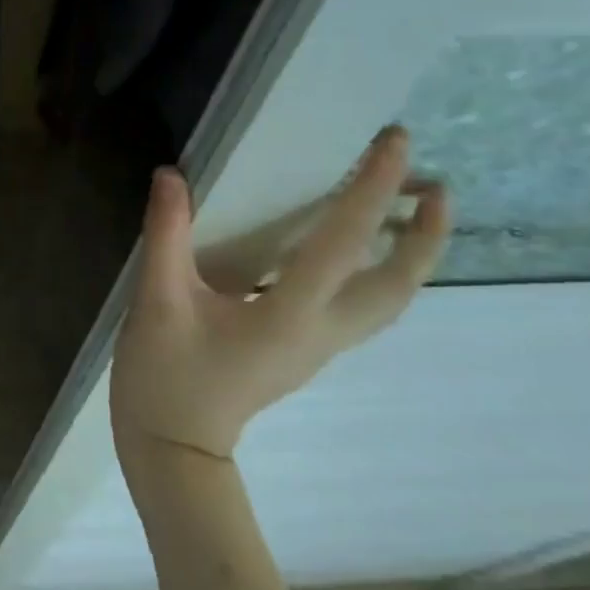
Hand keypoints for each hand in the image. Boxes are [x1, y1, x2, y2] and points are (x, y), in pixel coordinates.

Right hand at [112, 126, 449, 467]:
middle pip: (397, 285)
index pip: (344, 243)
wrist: (174, 446)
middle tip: (434, 184)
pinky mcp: (306, 351)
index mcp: (289, 315)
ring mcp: (320, 347)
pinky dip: (379, 273)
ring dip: (411, 256)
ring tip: (411, 212)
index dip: (370, 188)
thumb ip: (167, 235)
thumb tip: (172, 176)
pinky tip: (354, 253)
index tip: (394, 142)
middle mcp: (322, 331)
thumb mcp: (156, 301)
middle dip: (427, 235)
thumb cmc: (165, 375)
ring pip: (388, 301)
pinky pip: (363, 307)